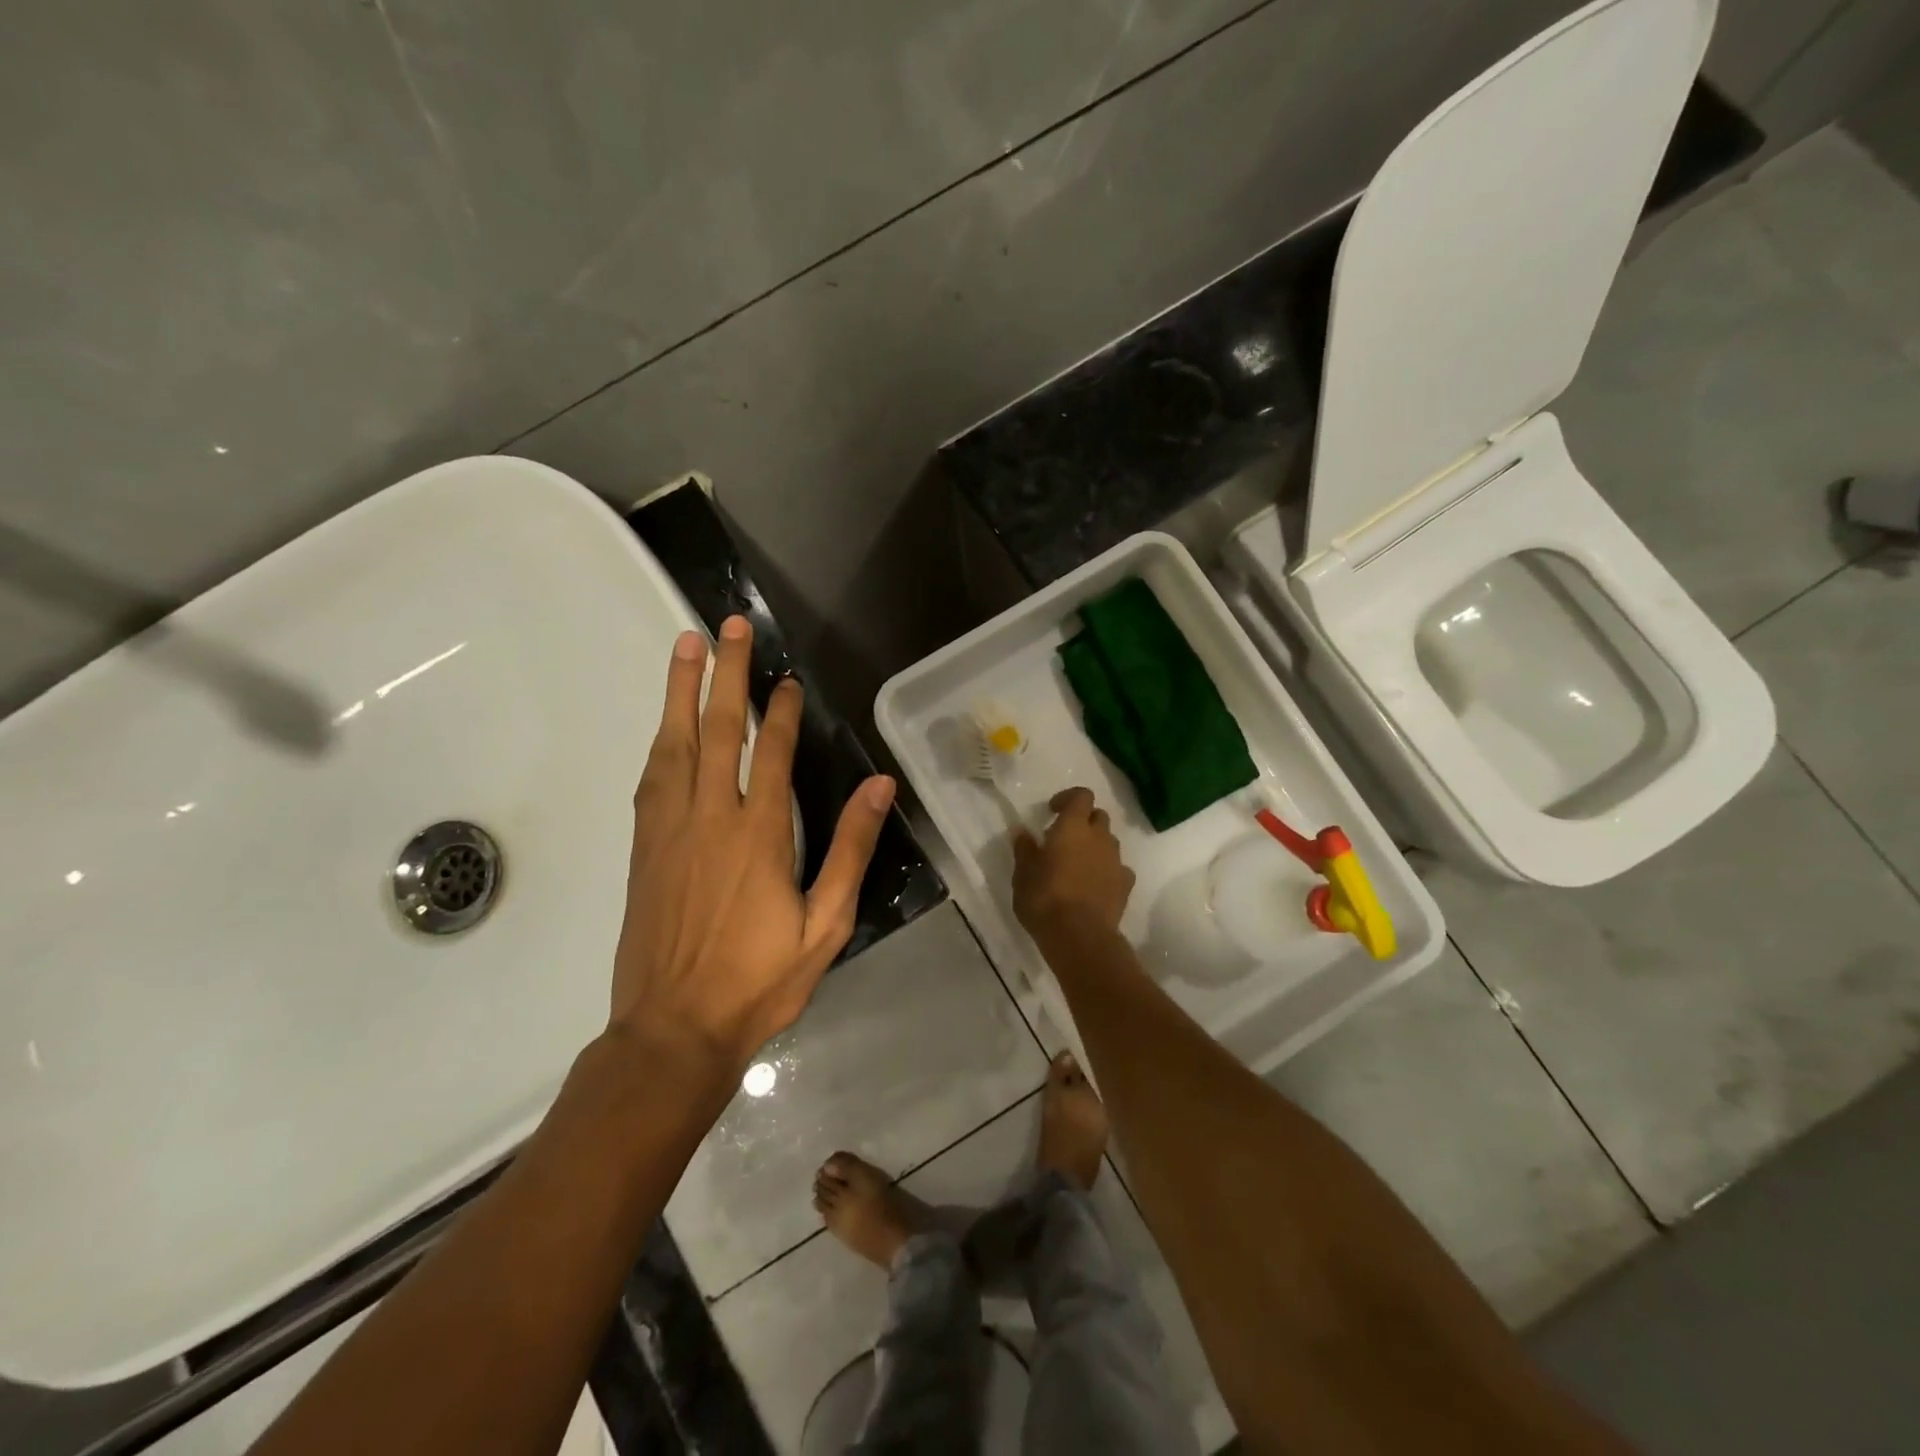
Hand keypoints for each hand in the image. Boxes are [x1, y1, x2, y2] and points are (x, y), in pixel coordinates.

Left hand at [611, 615, 894, 1069]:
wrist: (673, 1030)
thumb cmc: (759, 981)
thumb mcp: (825, 924)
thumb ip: (850, 850)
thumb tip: (878, 787)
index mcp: (758, 835)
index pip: (771, 753)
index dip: (779, 710)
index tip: (785, 678)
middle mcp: (709, 818)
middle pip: (715, 730)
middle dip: (722, 674)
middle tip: (724, 626)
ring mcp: (669, 831)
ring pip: (672, 745)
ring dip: (679, 691)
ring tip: (683, 646)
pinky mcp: (643, 848)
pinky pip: (651, 779)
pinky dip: (659, 741)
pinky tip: (663, 725)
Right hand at [1012, 787, 1134, 937]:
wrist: (1080, 937)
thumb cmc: (1044, 899)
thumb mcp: (1023, 874)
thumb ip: (1024, 849)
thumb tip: (1021, 831)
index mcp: (1073, 827)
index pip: (1082, 795)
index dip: (1068, 798)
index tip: (1053, 811)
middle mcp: (1100, 837)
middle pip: (1098, 816)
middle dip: (1084, 822)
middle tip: (1065, 839)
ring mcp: (1116, 861)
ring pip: (1110, 842)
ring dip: (1096, 846)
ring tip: (1078, 865)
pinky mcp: (1126, 885)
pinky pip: (1118, 869)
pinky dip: (1107, 871)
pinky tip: (1094, 886)